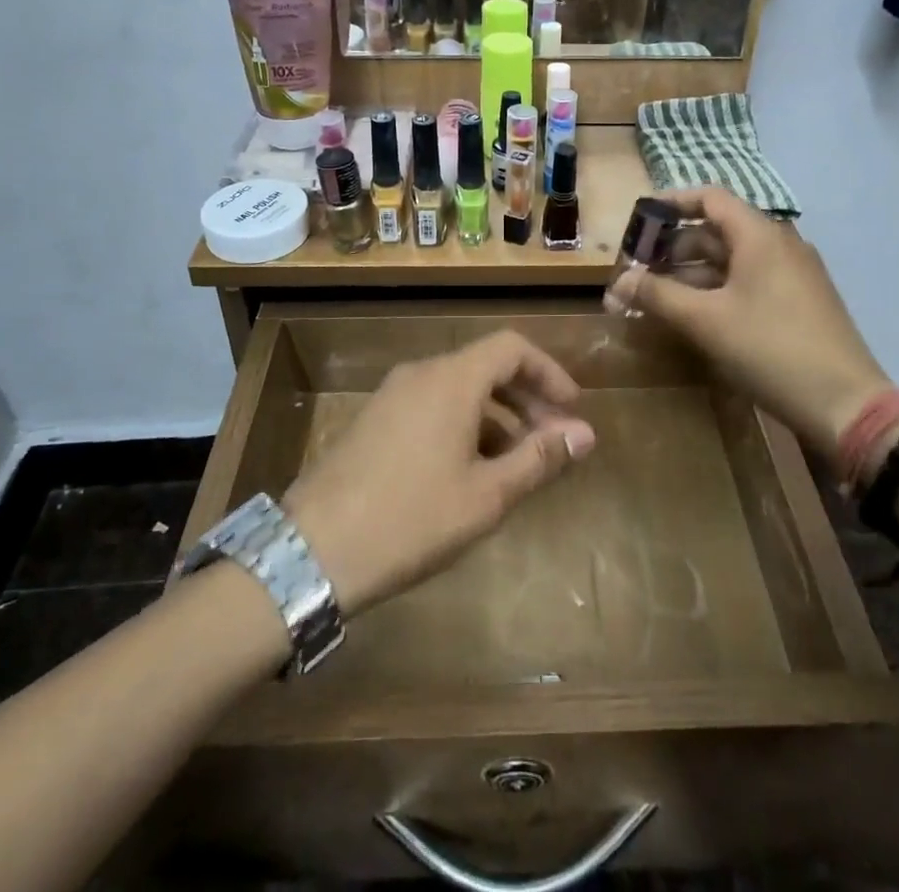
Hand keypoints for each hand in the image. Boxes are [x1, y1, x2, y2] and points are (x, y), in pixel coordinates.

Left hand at [282, 332, 594, 616]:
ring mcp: (392, 395)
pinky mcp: (374, 419)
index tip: (572, 409)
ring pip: (459, 388)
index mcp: (451, 379)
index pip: (512, 348)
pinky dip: (464, 424)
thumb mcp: (486, 495)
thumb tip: (585, 434)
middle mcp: (421, 373)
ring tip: (517, 464)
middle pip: (486, 365)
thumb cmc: (412, 519)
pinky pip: (432, 405)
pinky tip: (470, 470)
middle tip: (553, 440)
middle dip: (527, 398)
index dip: (549, 372)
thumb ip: (538, 458)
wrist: (314, 550)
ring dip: (497, 415)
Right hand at [605, 187, 892, 451]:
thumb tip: (618, 283)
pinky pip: (749, 280)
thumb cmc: (769, 349)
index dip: (671, 203)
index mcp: (760, 235)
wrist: (845, 404)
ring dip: (692, 272)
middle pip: (717, 229)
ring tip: (657, 295)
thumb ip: (657, 295)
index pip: (709, 198)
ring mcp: (793, 273)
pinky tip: (694, 314)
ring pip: (732, 259)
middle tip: (638, 270)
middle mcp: (779, 244)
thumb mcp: (705, 321)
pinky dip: (717, 288)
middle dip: (673, 247)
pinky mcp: (800, 301)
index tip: (639, 221)